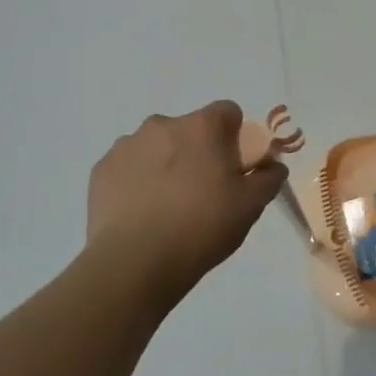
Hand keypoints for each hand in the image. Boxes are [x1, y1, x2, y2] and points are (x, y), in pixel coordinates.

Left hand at [86, 102, 286, 297]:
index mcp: (201, 126)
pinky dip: (136, 182)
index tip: (234, 168)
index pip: (228, 112)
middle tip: (202, 192)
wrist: (134, 263)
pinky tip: (141, 214)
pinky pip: (128, 167)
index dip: (235, 137)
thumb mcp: (250, 206)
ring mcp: (126, 145)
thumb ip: (268, 178)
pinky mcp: (101, 170)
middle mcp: (162, 124)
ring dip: (165, 165)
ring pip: (156, 147)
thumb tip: (273, 166)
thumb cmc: (201, 227)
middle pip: (190, 129)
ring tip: (167, 208)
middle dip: (198, 151)